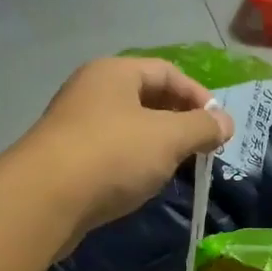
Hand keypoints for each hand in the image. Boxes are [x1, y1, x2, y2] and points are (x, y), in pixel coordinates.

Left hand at [17, 56, 234, 242]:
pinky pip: (110, 153)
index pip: (167, 72)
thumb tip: (226, 123)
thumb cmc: (112, 155)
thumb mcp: (168, 138)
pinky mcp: (66, 159)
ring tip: (175, 169)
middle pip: (146, 98)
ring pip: (128, 128)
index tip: (218, 127)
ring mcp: (75, 125)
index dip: (198, 96)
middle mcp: (91, 90)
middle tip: (200, 149)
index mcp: (114, 73)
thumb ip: (201, 128)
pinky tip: (142, 185)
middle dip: (178, 122)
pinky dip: (132, 164)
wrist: (45, 199)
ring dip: (156, 146)